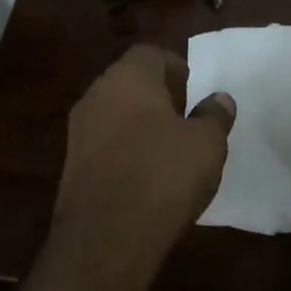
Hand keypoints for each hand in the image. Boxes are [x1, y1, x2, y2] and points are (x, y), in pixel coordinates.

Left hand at [51, 44, 234, 269]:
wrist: (107, 237)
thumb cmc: (164, 176)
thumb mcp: (206, 144)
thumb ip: (214, 116)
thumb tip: (218, 99)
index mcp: (128, 78)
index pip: (149, 54)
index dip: (174, 66)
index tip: (192, 87)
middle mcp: (96, 96)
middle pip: (128, 81)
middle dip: (156, 94)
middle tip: (184, 115)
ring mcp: (78, 131)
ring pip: (113, 112)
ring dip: (139, 122)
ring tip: (168, 147)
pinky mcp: (72, 165)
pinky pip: (104, 143)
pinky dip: (124, 148)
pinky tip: (145, 174)